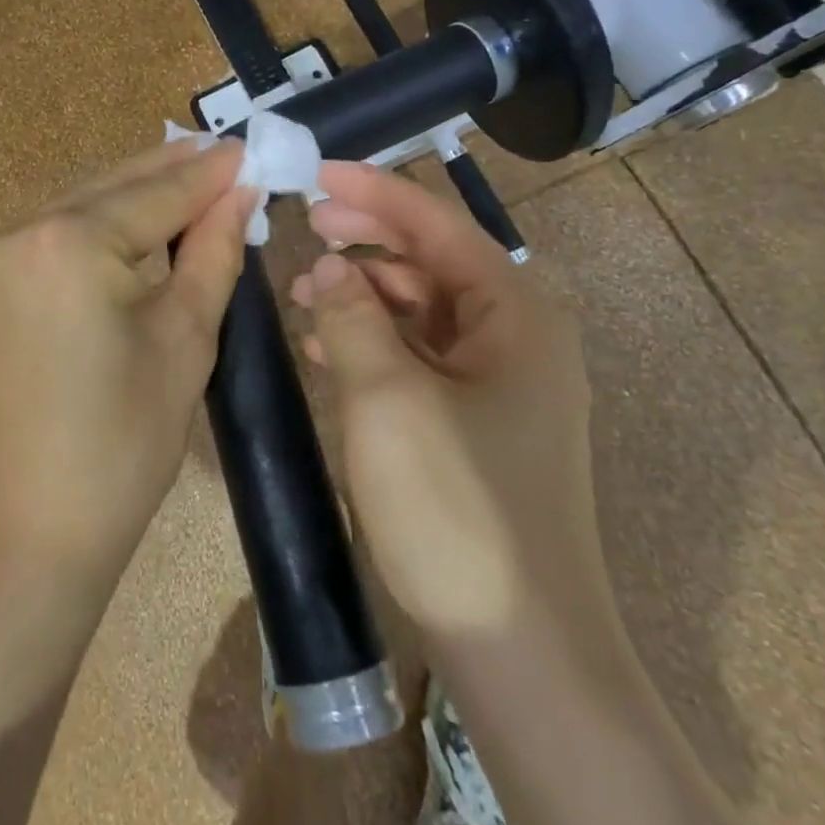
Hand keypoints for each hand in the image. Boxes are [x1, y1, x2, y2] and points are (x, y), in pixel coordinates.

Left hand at [0, 140, 255, 588]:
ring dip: (131, 195)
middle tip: (220, 153)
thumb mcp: (183, 341)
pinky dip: (94, 226)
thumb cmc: (120, 446)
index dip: (208, 175)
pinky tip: (129, 224)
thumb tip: (239, 194)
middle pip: (111, 188)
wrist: (22, 535)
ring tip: (185, 178)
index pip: (156, 194)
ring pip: (78, 207)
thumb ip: (212, 254)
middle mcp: (18, 231)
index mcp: (67, 242)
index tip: (248, 150)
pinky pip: (50, 236)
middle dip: (168, 172)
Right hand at [289, 161, 600, 641]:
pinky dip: (372, 339)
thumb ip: (351, 316)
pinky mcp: (475, 418)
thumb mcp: (388, 398)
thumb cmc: (457, 509)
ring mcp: (497, 380)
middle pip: (429, 260)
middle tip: (303, 222)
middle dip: (365, 236)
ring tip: (303, 289)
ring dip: (362, 290)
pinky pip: (417, 353)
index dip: (373, 191)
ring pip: (419, 307)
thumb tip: (327, 265)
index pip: (435, 224)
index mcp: (513, 313)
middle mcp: (514, 335)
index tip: (314, 172)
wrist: (522, 652)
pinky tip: (326, 346)